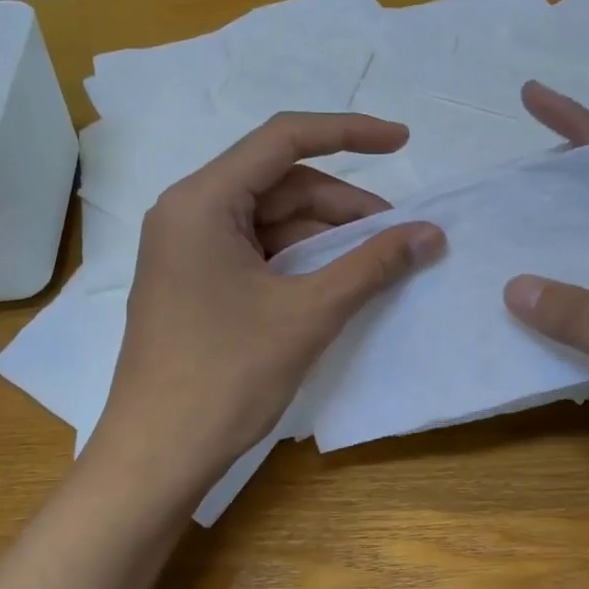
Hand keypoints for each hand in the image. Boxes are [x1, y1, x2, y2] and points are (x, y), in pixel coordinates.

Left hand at [97, 112, 443, 489]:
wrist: (157, 456)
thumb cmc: (227, 376)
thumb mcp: (309, 314)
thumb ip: (372, 265)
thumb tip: (431, 234)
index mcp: (202, 201)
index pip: (283, 139)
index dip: (349, 133)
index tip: (403, 141)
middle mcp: (188, 212)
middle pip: (279, 184)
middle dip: (343, 206)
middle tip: (398, 235)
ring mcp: (188, 249)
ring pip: (271, 221)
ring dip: (325, 236)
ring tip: (377, 263)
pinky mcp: (195, 282)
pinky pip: (257, 252)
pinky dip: (300, 260)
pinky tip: (337, 282)